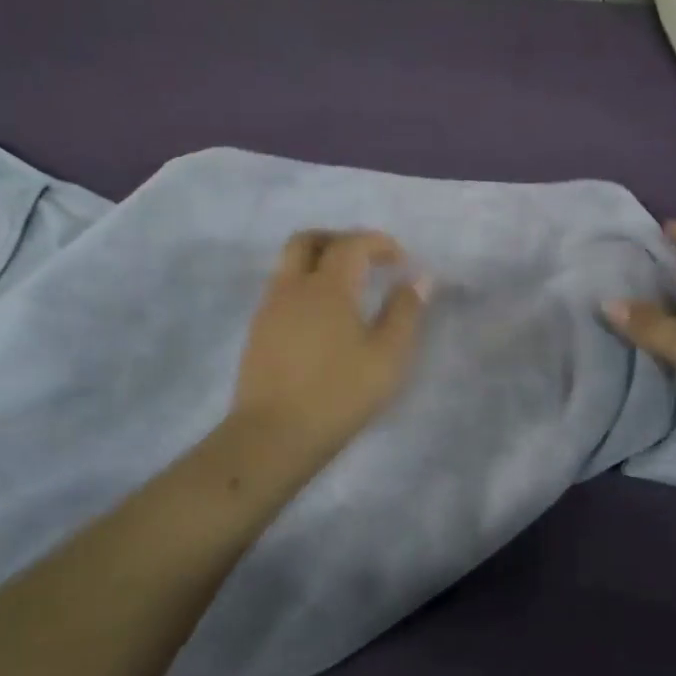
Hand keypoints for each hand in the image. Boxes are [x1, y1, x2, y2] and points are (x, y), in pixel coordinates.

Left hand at [231, 229, 429, 461]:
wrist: (273, 434)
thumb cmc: (338, 394)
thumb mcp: (386, 357)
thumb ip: (405, 313)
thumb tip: (418, 279)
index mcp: (327, 286)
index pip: (351, 244)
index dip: (378, 243)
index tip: (400, 260)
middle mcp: (292, 287)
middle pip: (308, 240)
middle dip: (339, 240)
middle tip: (366, 261)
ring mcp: (269, 308)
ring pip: (289, 264)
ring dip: (319, 263)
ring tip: (348, 290)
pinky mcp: (258, 332)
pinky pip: (282, 290)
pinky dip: (305, 287)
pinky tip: (323, 318)